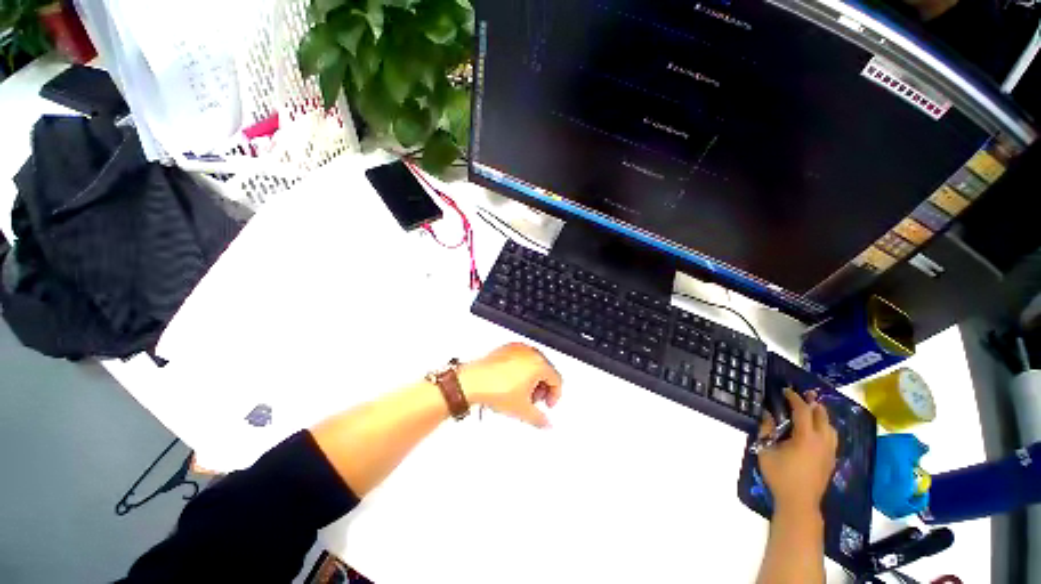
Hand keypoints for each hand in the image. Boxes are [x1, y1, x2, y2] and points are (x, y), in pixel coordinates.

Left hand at [459, 343, 562, 427]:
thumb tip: (546, 423)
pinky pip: (521, 358)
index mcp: (539, 364)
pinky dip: (521, 369)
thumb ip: (539, 419)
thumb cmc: (495, 389)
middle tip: (534, 400)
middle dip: (542, 387)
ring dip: (532, 378)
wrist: (473, 381)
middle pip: (546, 370)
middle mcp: (530, 353)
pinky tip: (511, 382)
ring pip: (533, 363)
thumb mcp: (522, 410)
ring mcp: (518, 348)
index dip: (554, 395)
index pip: (557, 379)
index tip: (547, 404)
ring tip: (522, 393)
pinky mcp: (506, 348)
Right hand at [758, 389, 837, 514]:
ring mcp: (830, 451)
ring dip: (821, 416)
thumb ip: (766, 430)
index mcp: (806, 437)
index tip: (785, 391)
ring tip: (811, 411)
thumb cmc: (780, 476)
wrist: (799, 502)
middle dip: (812, 403)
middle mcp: (822, 441)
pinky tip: (817, 430)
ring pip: (831, 427)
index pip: (803, 411)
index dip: (794, 398)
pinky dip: (825, 428)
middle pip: (822, 416)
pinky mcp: (832, 460)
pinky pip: (832, 437)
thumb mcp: (765, 450)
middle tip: (803, 395)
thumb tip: (766, 413)